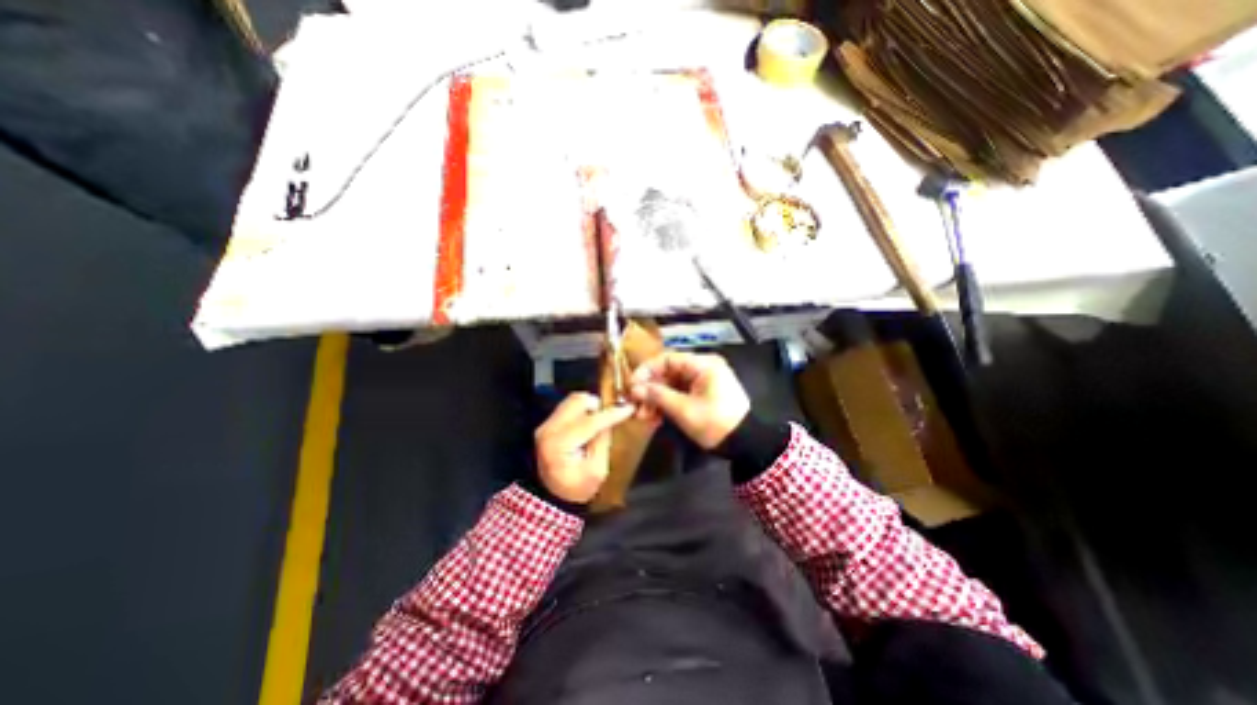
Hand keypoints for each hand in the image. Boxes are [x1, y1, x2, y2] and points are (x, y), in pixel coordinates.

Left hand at [533, 395, 634, 502]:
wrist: (551, 495)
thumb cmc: (577, 487)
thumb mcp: (597, 471)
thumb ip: (603, 442)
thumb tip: (610, 420)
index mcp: (560, 445)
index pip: (589, 422)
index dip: (611, 414)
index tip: (629, 408)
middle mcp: (549, 429)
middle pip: (577, 402)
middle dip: (598, 405)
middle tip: (610, 415)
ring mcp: (546, 424)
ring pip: (572, 400)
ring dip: (589, 406)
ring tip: (600, 419)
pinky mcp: (547, 423)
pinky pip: (568, 406)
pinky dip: (582, 409)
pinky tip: (589, 421)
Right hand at [628, 350, 744, 447]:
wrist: (745, 444)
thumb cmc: (715, 423)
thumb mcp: (684, 410)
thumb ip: (658, 395)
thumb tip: (635, 389)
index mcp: (702, 364)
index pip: (667, 359)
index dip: (646, 371)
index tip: (632, 385)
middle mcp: (702, 367)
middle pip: (668, 372)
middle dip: (650, 389)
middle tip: (635, 405)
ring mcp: (703, 381)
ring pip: (672, 384)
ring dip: (656, 399)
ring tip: (643, 416)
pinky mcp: (702, 394)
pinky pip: (679, 394)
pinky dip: (667, 404)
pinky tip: (655, 417)